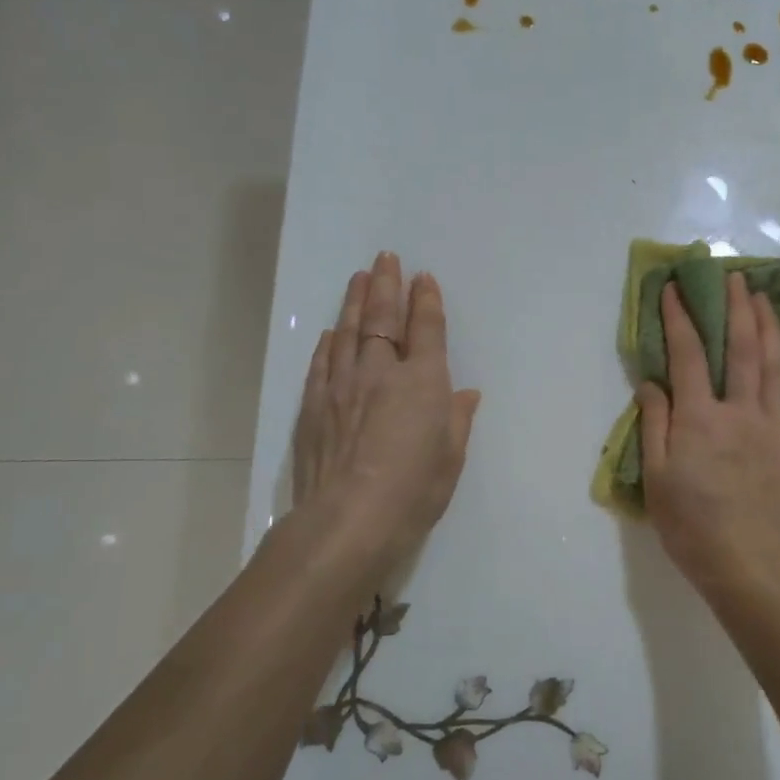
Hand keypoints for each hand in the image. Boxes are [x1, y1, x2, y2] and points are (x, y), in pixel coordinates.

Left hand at [290, 252, 480, 578]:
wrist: (347, 521)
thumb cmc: (413, 492)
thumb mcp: (450, 458)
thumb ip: (457, 420)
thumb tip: (465, 394)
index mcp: (423, 382)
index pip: (427, 329)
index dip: (426, 301)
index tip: (423, 278)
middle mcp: (381, 372)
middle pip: (383, 318)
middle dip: (387, 285)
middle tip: (386, 259)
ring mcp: (342, 385)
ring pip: (349, 331)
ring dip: (356, 301)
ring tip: (360, 277)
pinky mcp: (313, 405)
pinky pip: (322, 362)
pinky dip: (329, 343)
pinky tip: (332, 332)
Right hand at [636, 274, 779, 605]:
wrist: (747, 568)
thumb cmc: (691, 527)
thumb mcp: (655, 479)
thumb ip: (655, 425)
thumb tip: (652, 383)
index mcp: (700, 418)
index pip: (688, 355)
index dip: (680, 318)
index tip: (675, 288)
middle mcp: (740, 413)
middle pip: (742, 350)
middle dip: (737, 309)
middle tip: (735, 277)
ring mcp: (774, 432)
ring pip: (777, 371)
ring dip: (772, 331)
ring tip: (768, 302)